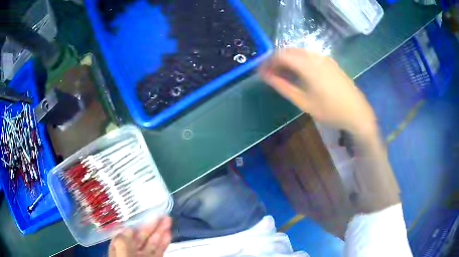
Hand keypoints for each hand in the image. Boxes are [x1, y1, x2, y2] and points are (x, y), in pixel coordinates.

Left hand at [108, 216, 171, 256]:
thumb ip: (122, 244)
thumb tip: (127, 228)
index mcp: (119, 249)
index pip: (126, 234)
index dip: (136, 224)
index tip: (144, 214)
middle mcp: (131, 252)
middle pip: (141, 237)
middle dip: (151, 226)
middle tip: (162, 214)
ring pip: (152, 243)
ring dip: (160, 232)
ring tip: (168, 220)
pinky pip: (159, 251)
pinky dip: (163, 242)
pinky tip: (168, 234)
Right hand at [259, 49, 376, 135]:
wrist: (357, 113)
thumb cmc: (330, 111)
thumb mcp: (304, 102)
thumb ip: (283, 87)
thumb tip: (266, 76)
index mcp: (308, 65)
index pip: (281, 55)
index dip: (268, 62)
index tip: (261, 73)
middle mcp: (315, 57)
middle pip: (289, 51)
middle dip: (276, 60)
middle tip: (270, 75)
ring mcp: (325, 58)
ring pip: (300, 53)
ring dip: (288, 60)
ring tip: (283, 75)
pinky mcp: (330, 62)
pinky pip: (309, 56)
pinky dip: (299, 61)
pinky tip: (299, 73)